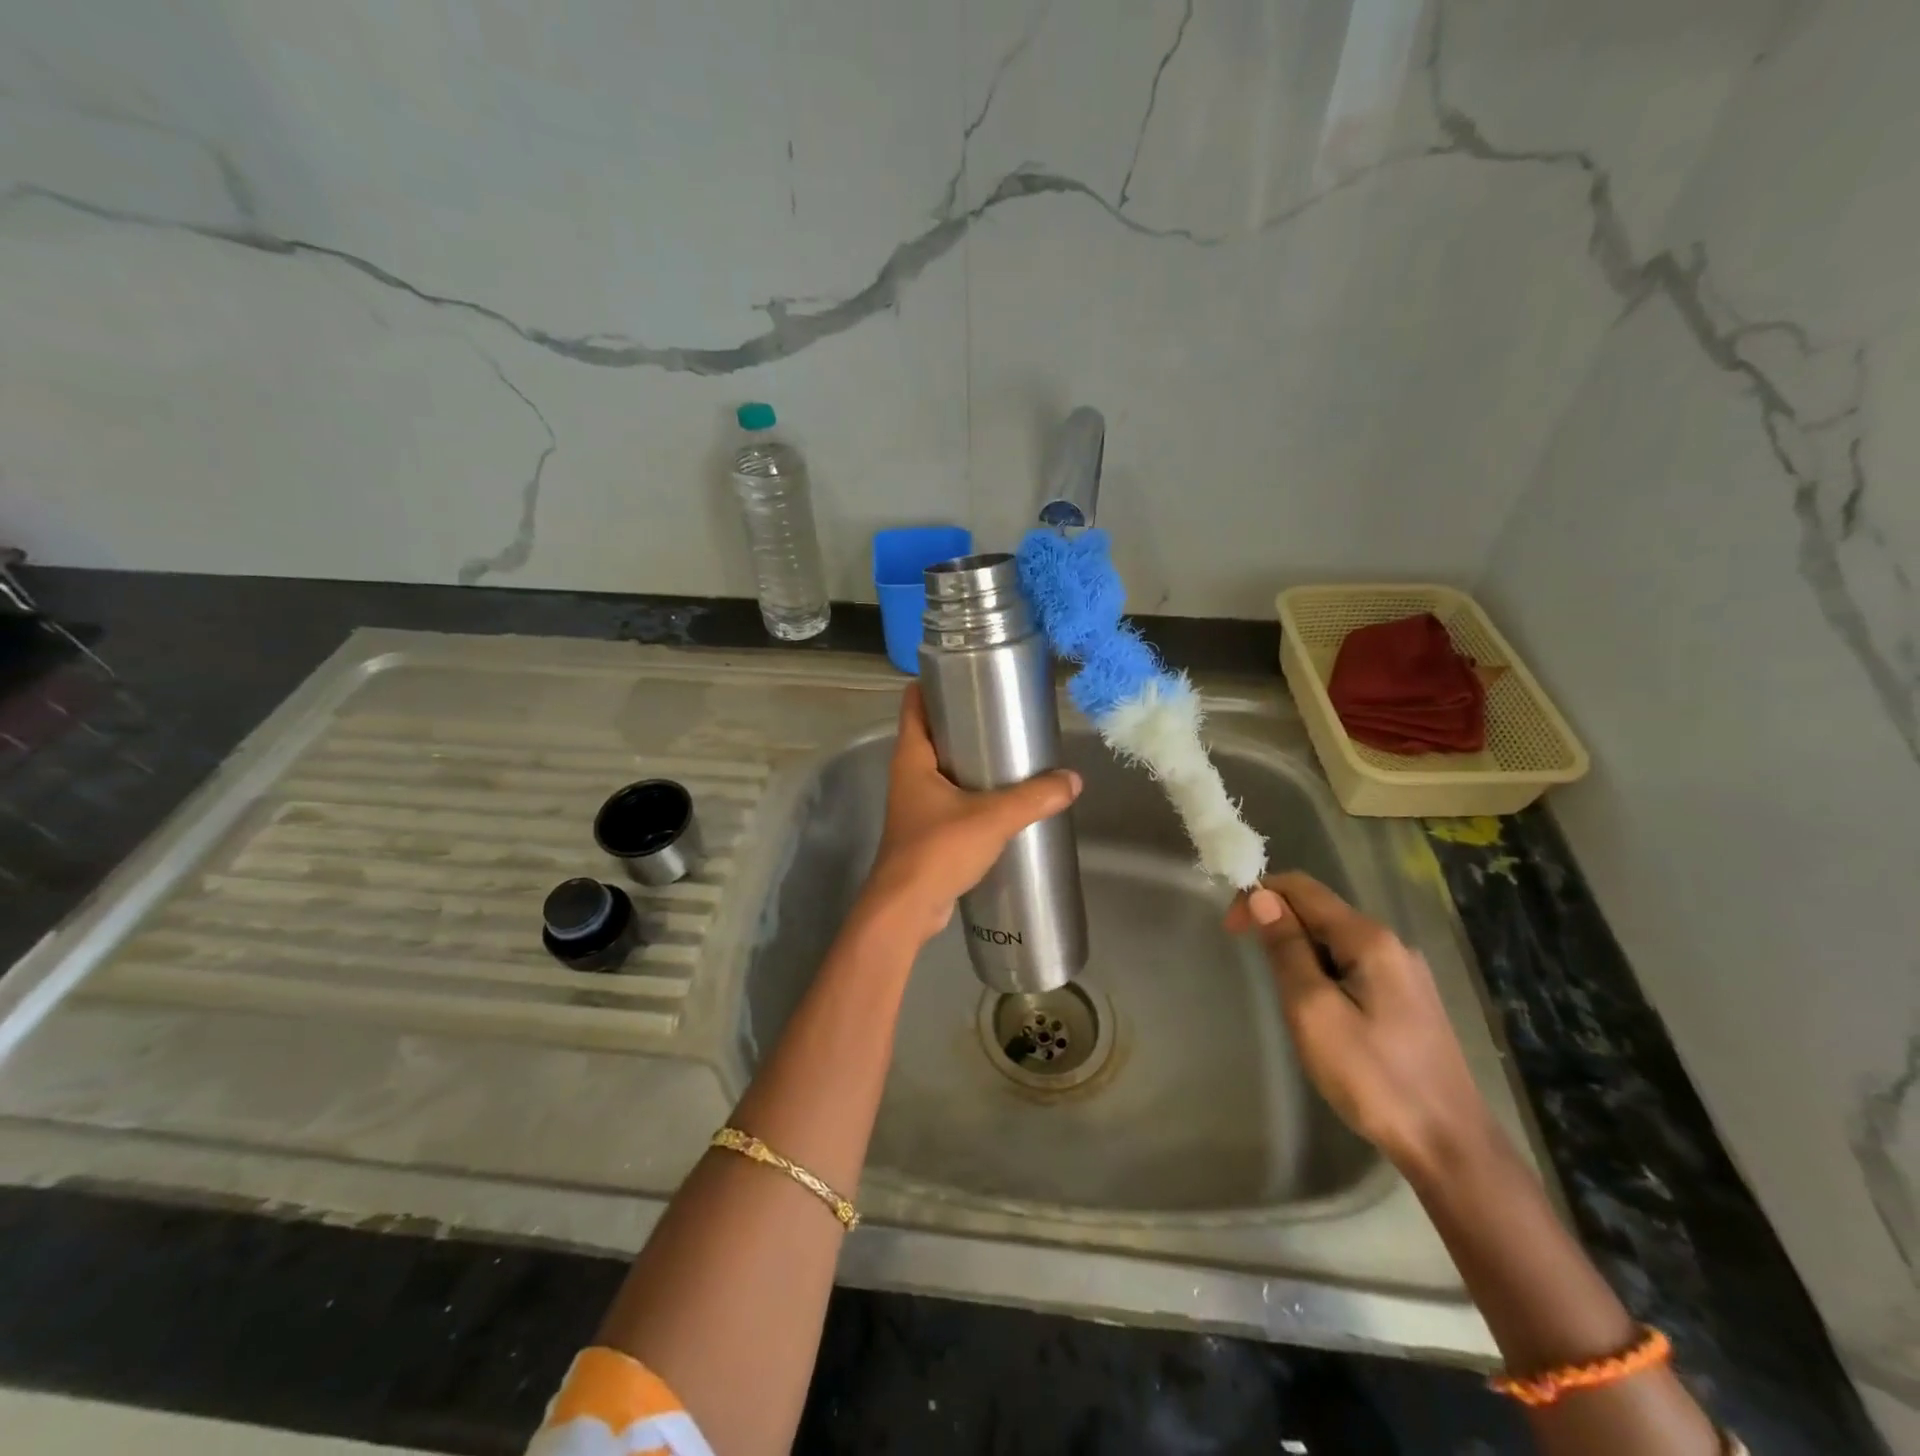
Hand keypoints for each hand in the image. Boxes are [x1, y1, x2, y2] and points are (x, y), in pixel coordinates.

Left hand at [861, 685, 1081, 944]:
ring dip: (967, 760)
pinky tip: (1000, 800)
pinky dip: (970, 793)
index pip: (914, 704)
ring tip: (1007, 751)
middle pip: (931, 733)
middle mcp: (908, 775)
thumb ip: (1034, 798)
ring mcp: (914, 805)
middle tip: (1001, 711)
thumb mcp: (991, 818)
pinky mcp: (926, 832)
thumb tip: (1073, 780)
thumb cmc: (937, 850)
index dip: (932, 683)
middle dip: (962, 721)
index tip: (966, 672)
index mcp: (912, 758)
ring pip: (941, 769)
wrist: (906, 908)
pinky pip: (949, 800)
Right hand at [1225, 872, 1495, 1174]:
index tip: (1231, 931)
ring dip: (1300, 950)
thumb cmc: (1373, 1077)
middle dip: (1278, 925)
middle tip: (1255, 967)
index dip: (1259, 896)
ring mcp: (1406, 972)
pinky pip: (1354, 964)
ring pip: (1336, 940)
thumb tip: (1262, 897)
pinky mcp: (1410, 999)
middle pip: (1321, 911)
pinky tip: (1321, 1009)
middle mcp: (1392, 943)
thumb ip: (1287, 949)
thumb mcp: (1313, 1010)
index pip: (1303, 888)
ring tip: (1287, 996)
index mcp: (1369, 939)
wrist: (1449, 1146)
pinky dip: (1323, 970)